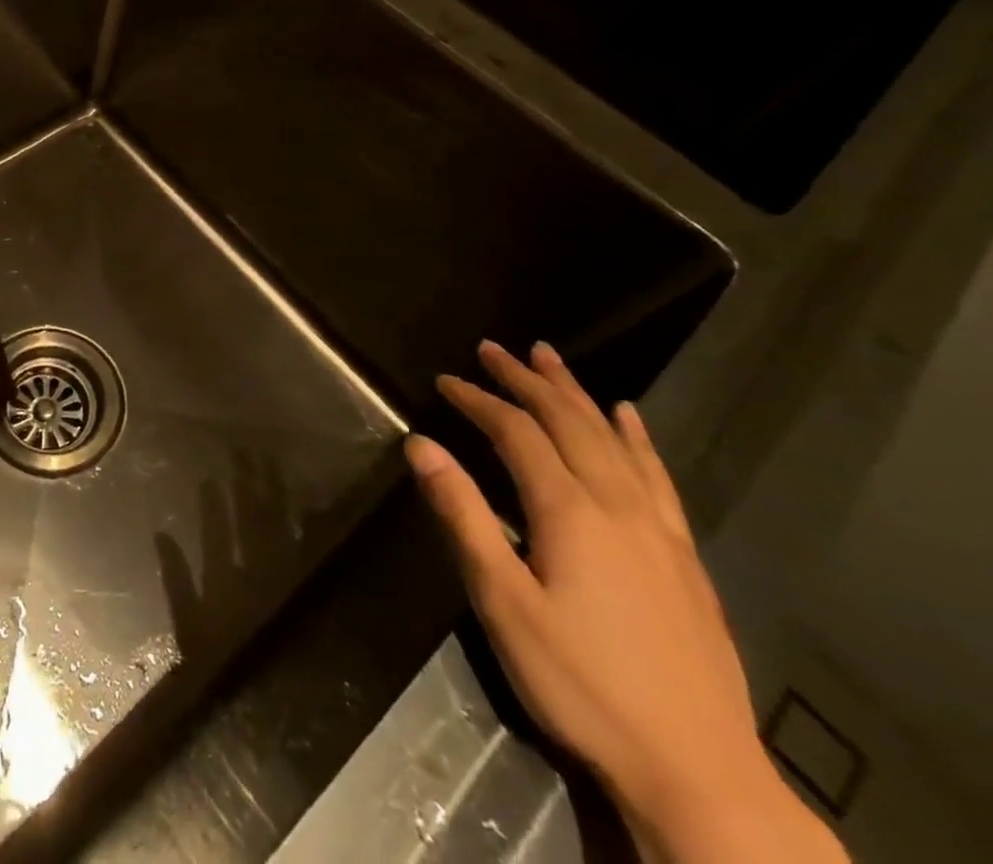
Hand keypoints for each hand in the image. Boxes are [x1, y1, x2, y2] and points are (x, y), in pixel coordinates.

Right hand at [407, 341, 845, 863]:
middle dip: (526, 380)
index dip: (478, 400)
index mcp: (569, 510)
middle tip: (493, 348)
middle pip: (568, 422)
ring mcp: (658, 530)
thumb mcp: (501, 600)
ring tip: (550, 358)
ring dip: (576, 393)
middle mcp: (616, 504)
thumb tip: (421, 445)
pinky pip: (657, 477)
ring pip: (613, 439)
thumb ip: (462, 515)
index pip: (516, 432)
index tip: (445, 380)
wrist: (699, 772)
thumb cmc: (580, 682)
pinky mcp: (683, 557)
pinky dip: (637, 438)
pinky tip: (629, 418)